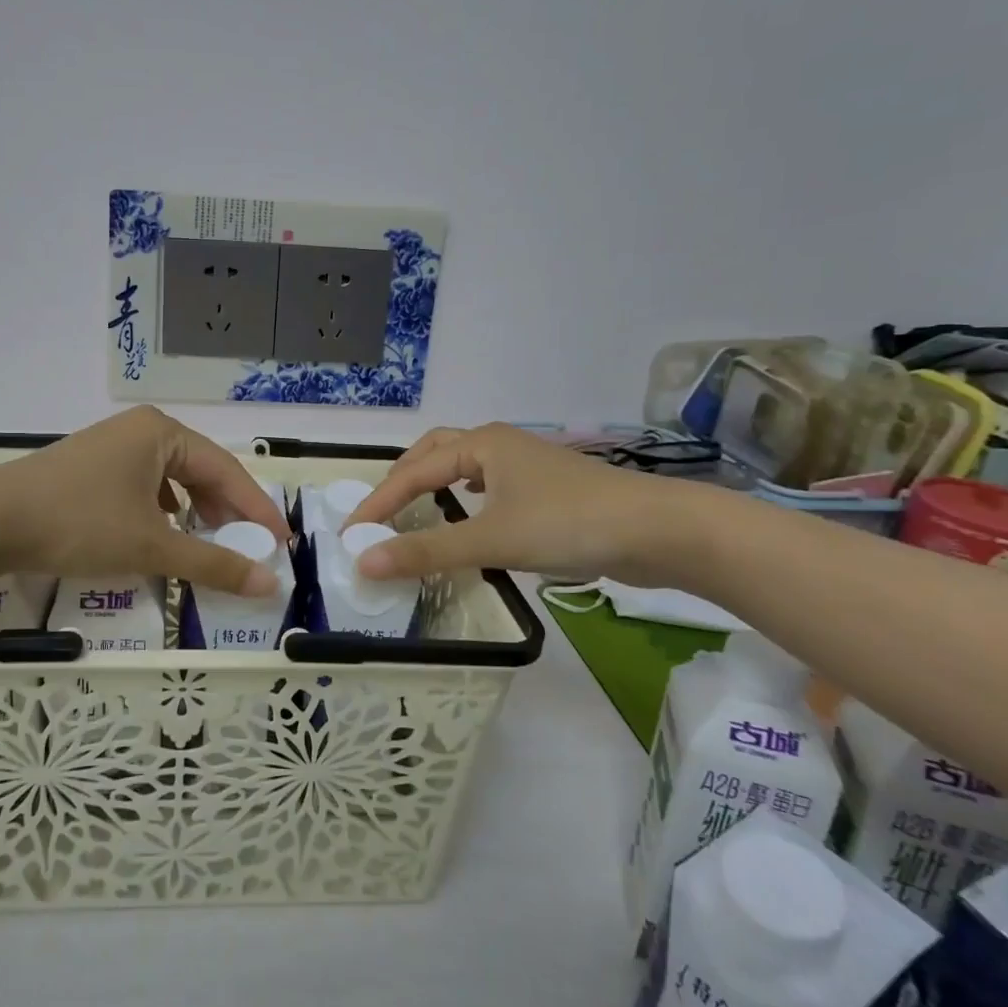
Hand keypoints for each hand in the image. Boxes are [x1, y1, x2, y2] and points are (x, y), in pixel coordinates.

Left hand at [0, 406, 291, 595]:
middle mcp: (142, 430)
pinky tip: (164, 533)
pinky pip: (145, 486)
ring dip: (196, 512)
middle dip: (227, 511)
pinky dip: (164, 512)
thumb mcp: (152, 546)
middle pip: (201, 471)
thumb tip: (267, 584)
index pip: (227, 471)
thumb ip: (214, 563)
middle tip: (251, 547)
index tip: (283, 543)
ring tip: (212, 543)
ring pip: (172, 479)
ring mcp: (114, 446)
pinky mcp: (92, 467)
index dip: (257, 509)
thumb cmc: (81, 523)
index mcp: (164, 433)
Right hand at [343, 423, 702, 584]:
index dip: (379, 503)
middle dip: (404, 479)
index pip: (413, 472)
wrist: (657, 531)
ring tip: (414, 511)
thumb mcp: (491, 540)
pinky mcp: (546, 491)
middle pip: (436, 453)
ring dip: (435, 486)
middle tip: (381, 511)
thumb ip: (426, 551)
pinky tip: (470, 518)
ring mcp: (526, 466)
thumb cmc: (568, 523)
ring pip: (465, 469)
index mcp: (481, 444)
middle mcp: (499, 445)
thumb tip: (363, 562)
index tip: (350, 534)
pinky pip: (490, 488)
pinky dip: (466, 499)